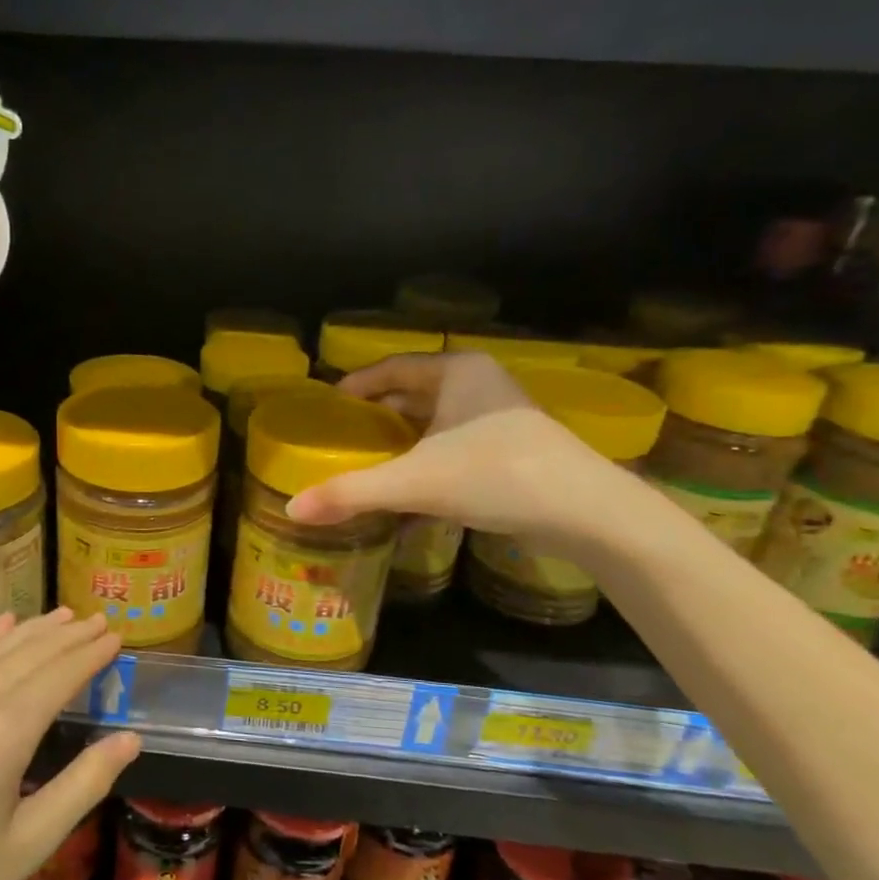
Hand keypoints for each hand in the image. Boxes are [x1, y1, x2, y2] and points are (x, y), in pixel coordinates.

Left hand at [0, 609, 137, 879]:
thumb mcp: (30, 844)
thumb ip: (84, 784)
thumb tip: (130, 739)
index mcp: (4, 734)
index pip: (60, 676)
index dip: (90, 654)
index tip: (116, 636)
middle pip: (29, 654)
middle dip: (68, 635)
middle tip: (99, 620)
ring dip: (32, 631)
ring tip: (63, 616)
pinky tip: (1, 626)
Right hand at [285, 353, 627, 552]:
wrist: (587, 512)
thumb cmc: (495, 475)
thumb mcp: (414, 482)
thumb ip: (352, 492)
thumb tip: (292, 509)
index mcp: (456, 372)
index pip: (391, 367)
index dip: (356, 384)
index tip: (328, 406)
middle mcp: (478, 385)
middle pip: (413, 394)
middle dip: (377, 415)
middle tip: (341, 437)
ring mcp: (500, 417)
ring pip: (436, 422)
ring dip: (402, 440)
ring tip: (367, 462)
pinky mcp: (513, 449)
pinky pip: (454, 445)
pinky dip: (427, 461)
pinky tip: (409, 490)